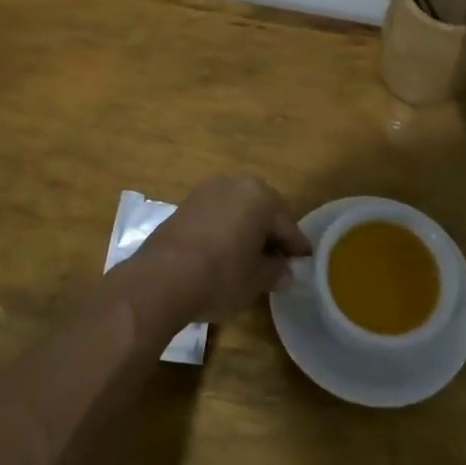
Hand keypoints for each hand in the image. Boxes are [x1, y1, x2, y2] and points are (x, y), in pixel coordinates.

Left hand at [132, 175, 311, 325]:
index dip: (296, 246)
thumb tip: (285, 272)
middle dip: (270, 234)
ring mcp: (205, 192)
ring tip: (250, 258)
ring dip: (245, 231)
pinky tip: (224, 254)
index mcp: (259, 196)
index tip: (304, 261)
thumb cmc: (221, 275)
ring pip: (236, 211)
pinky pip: (215, 217)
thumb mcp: (257, 280)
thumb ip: (276, 272)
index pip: (287, 224)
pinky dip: (224, 231)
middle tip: (278, 260)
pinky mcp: (183, 206)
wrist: (162, 278)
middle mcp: (234, 184)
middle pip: (261, 211)